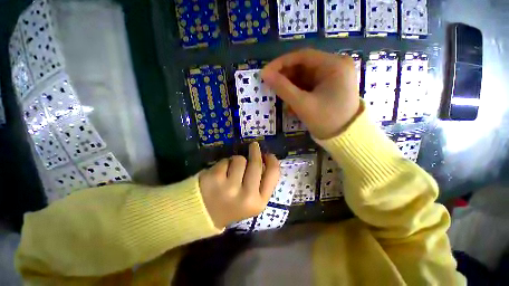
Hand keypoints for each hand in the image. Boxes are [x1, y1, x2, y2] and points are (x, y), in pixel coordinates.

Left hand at [199, 142, 279, 228]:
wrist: (204, 215)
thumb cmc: (231, 205)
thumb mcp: (252, 201)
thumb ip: (261, 183)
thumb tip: (265, 160)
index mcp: (259, 202)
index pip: (273, 174)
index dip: (272, 161)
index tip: (268, 154)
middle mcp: (247, 196)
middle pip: (256, 164)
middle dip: (256, 151)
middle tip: (254, 146)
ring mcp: (229, 187)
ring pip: (240, 160)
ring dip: (236, 161)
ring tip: (231, 171)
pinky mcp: (215, 178)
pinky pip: (225, 161)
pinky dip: (224, 164)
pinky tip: (220, 174)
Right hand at [261, 49, 360, 139]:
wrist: (344, 138)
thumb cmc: (326, 120)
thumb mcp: (302, 104)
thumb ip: (283, 88)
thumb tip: (265, 74)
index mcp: (334, 65)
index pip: (303, 56)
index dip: (281, 63)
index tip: (265, 73)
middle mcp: (336, 66)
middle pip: (304, 66)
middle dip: (286, 77)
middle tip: (270, 85)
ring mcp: (333, 76)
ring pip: (305, 76)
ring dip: (291, 87)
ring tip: (280, 97)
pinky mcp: (329, 86)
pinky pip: (309, 85)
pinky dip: (298, 92)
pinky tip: (291, 103)